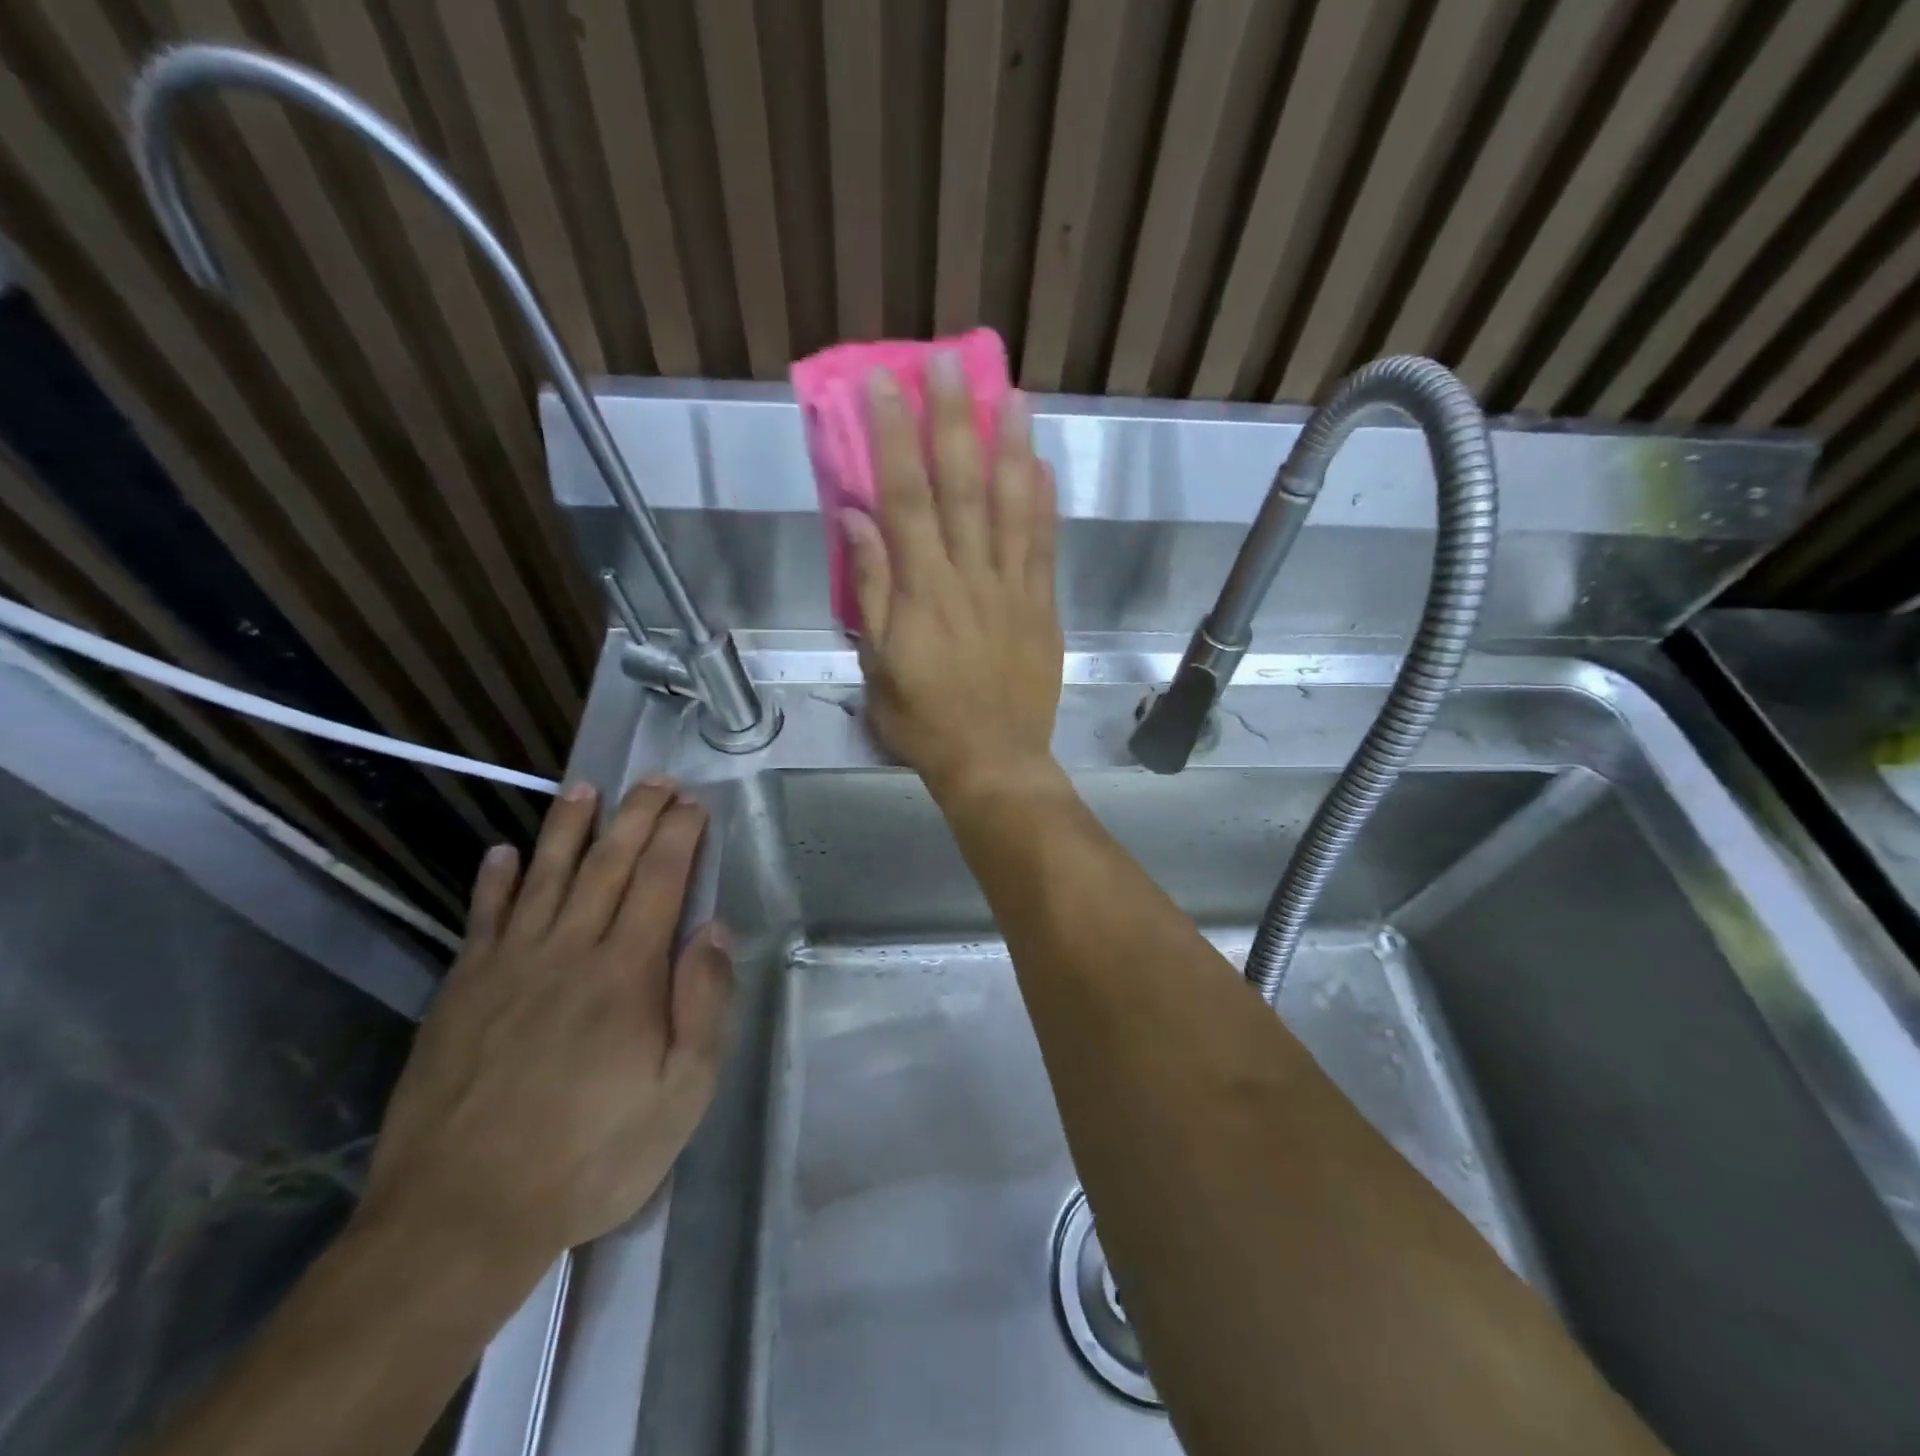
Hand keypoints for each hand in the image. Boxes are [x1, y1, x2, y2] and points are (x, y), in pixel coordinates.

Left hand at [358, 780, 732, 1266]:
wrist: (461, 1217)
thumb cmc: (591, 1155)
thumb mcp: (681, 1094)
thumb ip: (704, 1005)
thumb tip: (715, 931)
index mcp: (627, 972)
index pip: (660, 881)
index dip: (679, 836)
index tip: (693, 803)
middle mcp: (569, 950)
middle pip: (608, 864)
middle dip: (636, 815)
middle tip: (654, 780)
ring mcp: (508, 967)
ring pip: (544, 876)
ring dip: (567, 828)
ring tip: (584, 789)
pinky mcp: (461, 992)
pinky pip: (482, 919)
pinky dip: (494, 882)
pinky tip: (502, 854)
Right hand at [843, 356, 1063, 804]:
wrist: (993, 761)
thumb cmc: (924, 720)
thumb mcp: (877, 665)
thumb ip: (870, 590)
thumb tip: (855, 519)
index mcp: (923, 591)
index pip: (905, 498)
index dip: (894, 437)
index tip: (885, 383)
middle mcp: (970, 577)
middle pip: (962, 487)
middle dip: (954, 420)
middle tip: (950, 362)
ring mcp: (1014, 589)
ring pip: (1013, 507)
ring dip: (1012, 447)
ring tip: (1014, 395)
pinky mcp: (1043, 608)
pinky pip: (1044, 548)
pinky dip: (1044, 504)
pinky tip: (1043, 466)